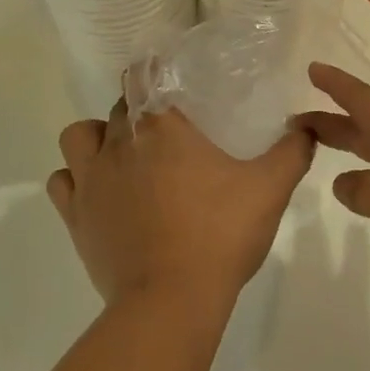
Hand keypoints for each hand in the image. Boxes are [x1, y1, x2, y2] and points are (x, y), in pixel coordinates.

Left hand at [46, 100, 315, 314]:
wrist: (170, 300)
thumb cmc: (220, 235)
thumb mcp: (269, 189)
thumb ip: (292, 151)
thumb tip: (306, 126)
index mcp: (161, 126)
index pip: (143, 74)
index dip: (153, 70)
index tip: (170, 78)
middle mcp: (118, 142)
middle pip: (119, 106)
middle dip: (138, 109)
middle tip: (167, 130)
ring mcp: (91, 179)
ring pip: (79, 136)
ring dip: (97, 137)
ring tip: (122, 155)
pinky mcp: (76, 216)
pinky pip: (62, 181)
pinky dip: (76, 179)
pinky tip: (98, 192)